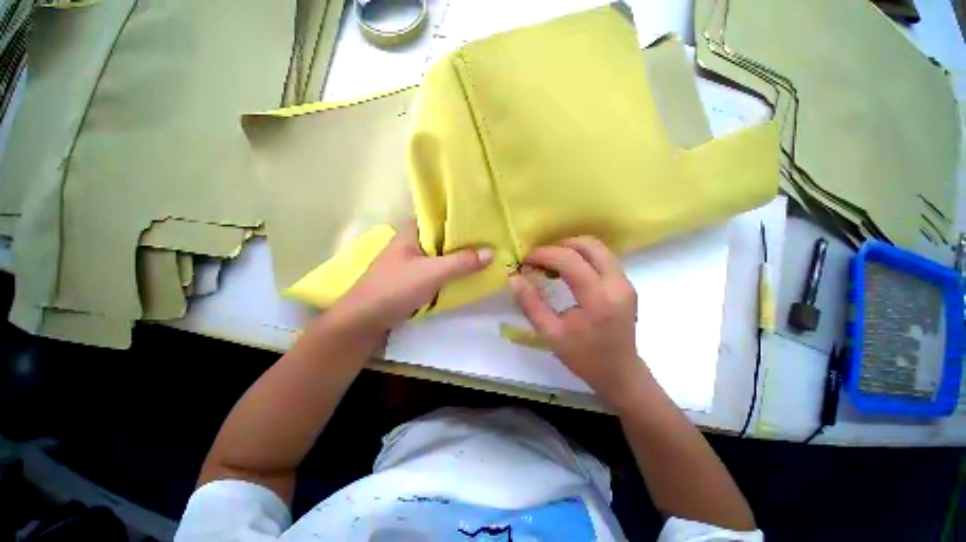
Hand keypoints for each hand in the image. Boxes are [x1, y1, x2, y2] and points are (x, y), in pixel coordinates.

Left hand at [333, 221, 491, 334]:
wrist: (364, 320)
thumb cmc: (395, 289)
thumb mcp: (432, 273)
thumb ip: (462, 262)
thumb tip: (492, 252)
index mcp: (413, 230)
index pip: (442, 215)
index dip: (463, 216)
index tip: (486, 219)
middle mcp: (414, 241)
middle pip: (445, 236)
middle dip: (467, 239)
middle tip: (493, 239)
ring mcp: (414, 260)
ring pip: (443, 253)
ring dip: (461, 256)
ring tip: (488, 253)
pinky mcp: (416, 276)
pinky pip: (440, 268)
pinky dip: (454, 269)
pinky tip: (470, 272)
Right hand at [509, 236, 646, 406]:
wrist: (620, 374)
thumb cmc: (584, 357)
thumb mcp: (550, 334)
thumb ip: (530, 304)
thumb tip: (514, 278)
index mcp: (598, 299)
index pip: (570, 261)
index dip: (544, 254)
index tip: (526, 260)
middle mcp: (617, 284)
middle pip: (589, 245)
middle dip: (559, 245)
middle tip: (540, 258)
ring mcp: (625, 282)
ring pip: (598, 248)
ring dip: (571, 249)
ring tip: (551, 262)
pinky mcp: (626, 284)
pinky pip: (603, 258)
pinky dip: (582, 256)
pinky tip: (567, 270)